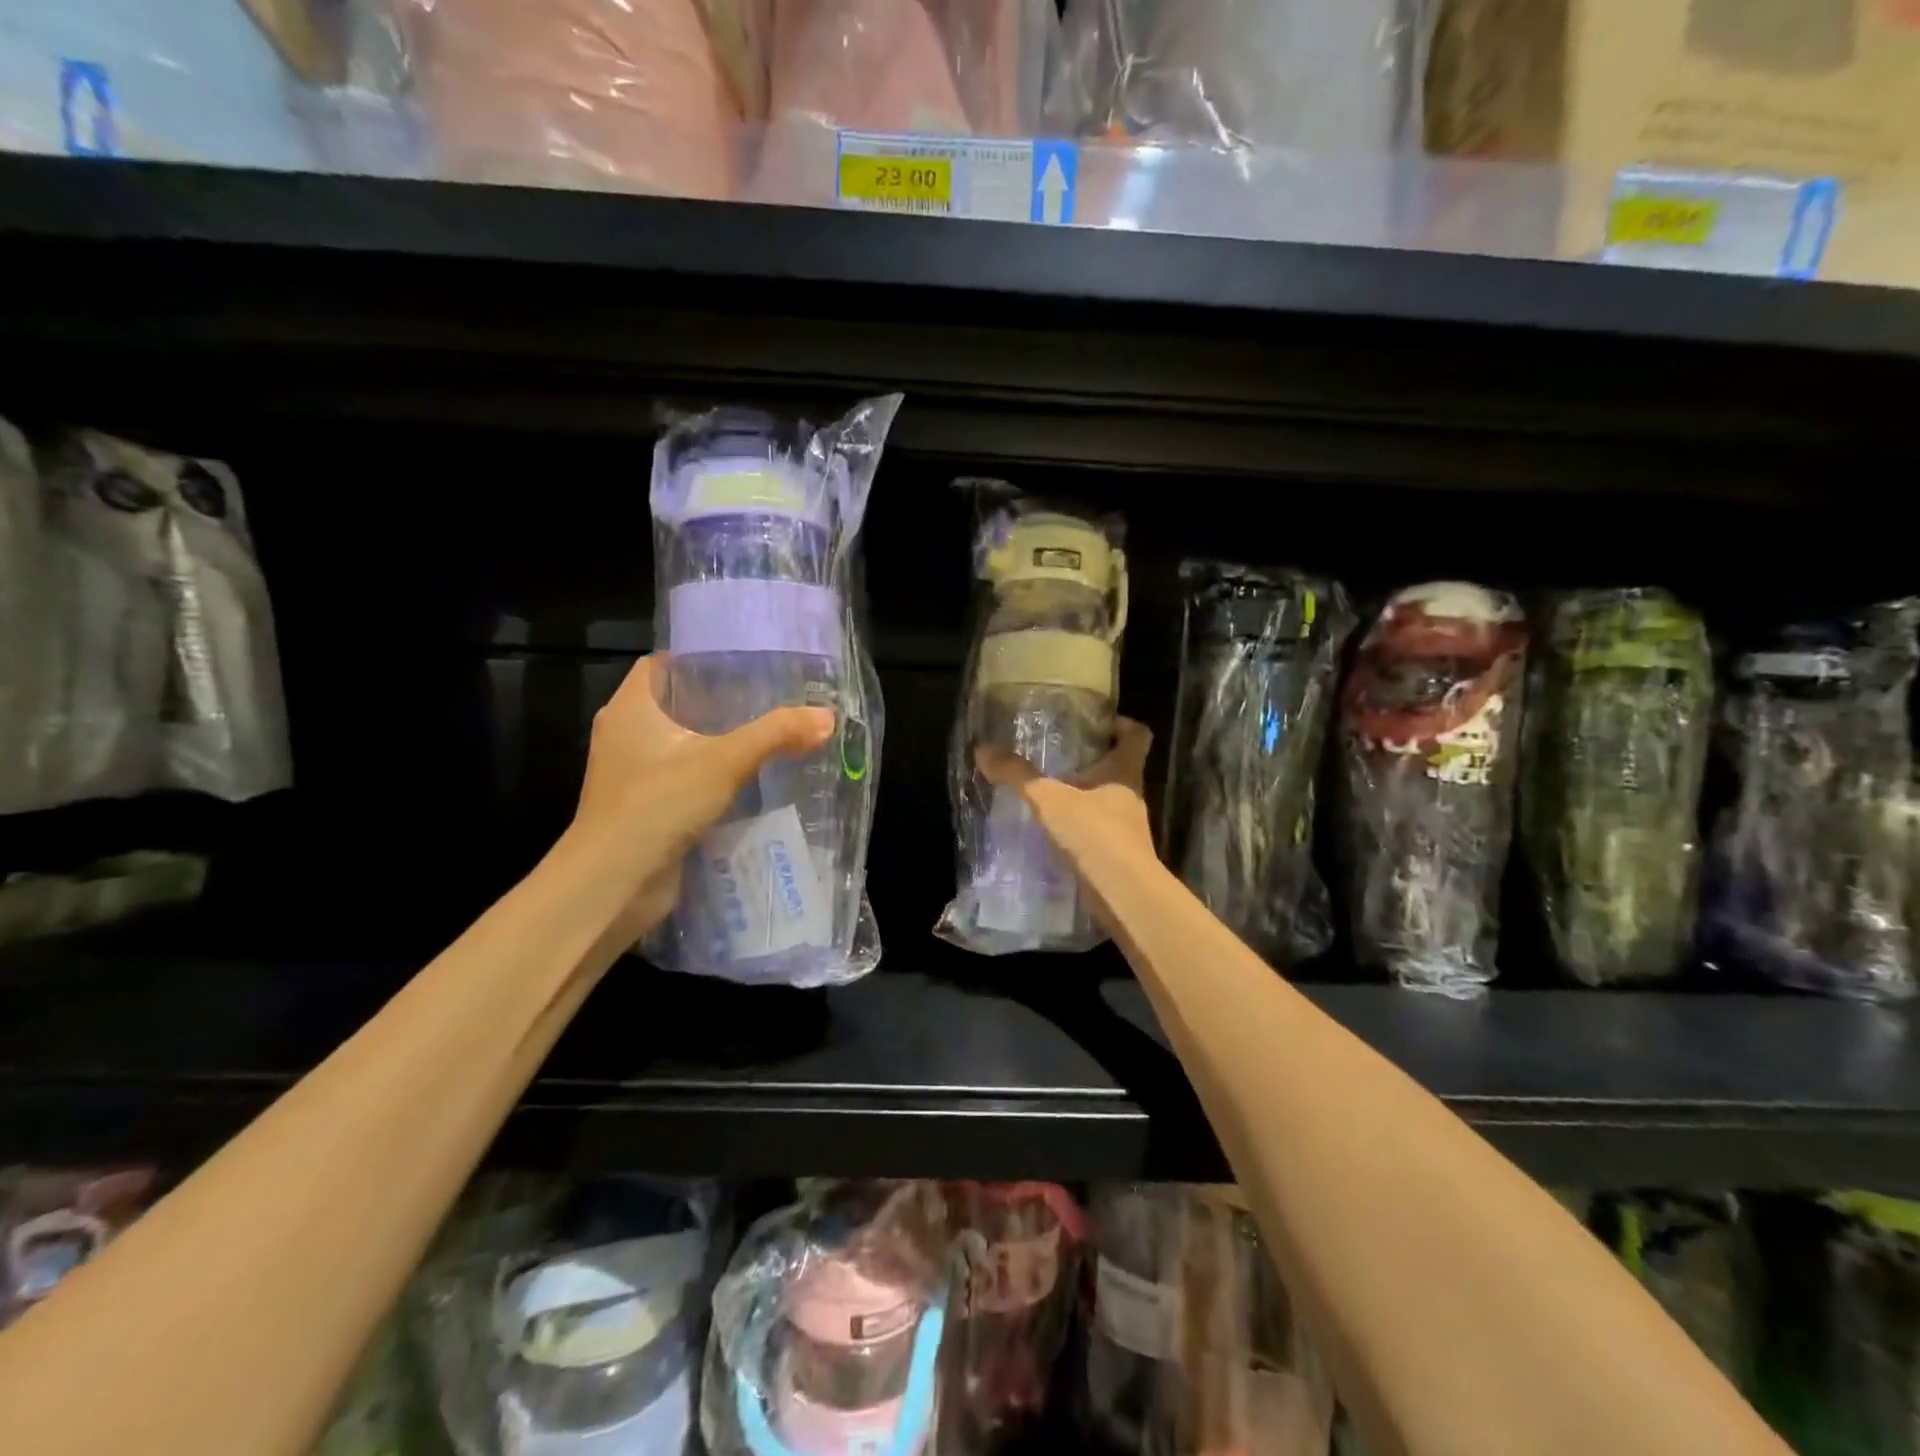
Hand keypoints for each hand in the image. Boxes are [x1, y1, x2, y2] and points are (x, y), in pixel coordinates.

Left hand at [567, 654, 834, 940]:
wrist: (613, 883)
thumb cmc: (657, 804)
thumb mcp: (724, 762)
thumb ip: (776, 735)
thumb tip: (827, 717)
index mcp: (630, 709)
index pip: (660, 665)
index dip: (696, 657)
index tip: (740, 660)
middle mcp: (624, 736)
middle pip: (675, 705)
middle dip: (717, 701)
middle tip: (768, 696)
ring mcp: (632, 776)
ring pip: (681, 746)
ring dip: (718, 742)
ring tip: (768, 733)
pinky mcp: (645, 809)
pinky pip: (684, 780)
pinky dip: (713, 778)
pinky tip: (752, 780)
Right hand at [976, 718, 1156, 929]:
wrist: (1123, 895)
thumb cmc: (1094, 834)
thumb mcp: (1049, 799)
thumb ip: (1017, 775)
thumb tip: (983, 749)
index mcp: (1124, 772)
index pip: (1138, 736)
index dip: (1123, 724)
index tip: (1101, 723)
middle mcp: (1131, 796)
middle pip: (1120, 768)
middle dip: (1093, 762)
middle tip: (1059, 757)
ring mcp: (1127, 829)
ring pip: (1106, 802)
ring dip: (1083, 797)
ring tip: (1048, 795)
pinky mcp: (1118, 855)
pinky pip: (1097, 832)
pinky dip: (1078, 828)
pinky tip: (1052, 832)